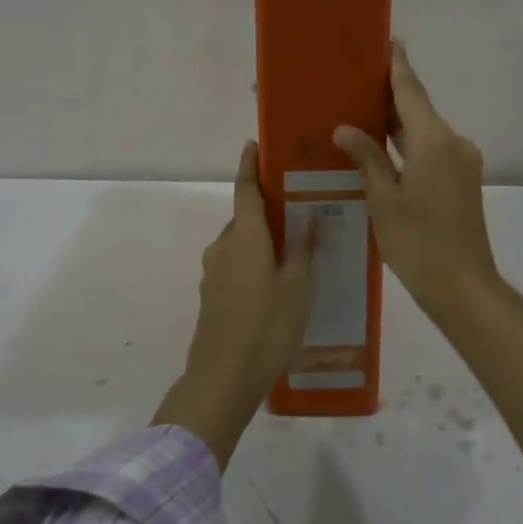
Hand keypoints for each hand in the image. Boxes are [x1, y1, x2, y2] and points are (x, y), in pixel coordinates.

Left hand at [152, 141, 315, 469]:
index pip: (245, 190)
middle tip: (299, 216)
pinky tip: (274, 286)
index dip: (249, 166)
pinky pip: (235, 266)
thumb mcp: (297, 288)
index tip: (252, 146)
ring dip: (262, 243)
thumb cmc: (267, 327)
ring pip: (240, 245)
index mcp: (244, 237)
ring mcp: (213, 272)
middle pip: (245, 219)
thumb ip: (303, 249)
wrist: (222, 378)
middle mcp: (223, 247)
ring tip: (293, 255)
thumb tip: (311, 215)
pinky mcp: (211, 295)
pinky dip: (253, 264)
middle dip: (267, 214)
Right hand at [334, 39, 501, 317]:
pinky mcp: (462, 179)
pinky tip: (381, 147)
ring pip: (424, 130)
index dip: (397, 65)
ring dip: (397, 122)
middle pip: (418, 108)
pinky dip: (407, 144)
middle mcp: (453, 143)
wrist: (463, 287)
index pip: (411, 91)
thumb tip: (345, 127)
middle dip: (389, 94)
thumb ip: (367, 158)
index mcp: (434, 142)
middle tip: (354, 79)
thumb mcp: (383, 200)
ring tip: (360, 110)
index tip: (388, 40)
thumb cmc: (418, 243)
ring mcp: (462, 162)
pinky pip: (431, 149)